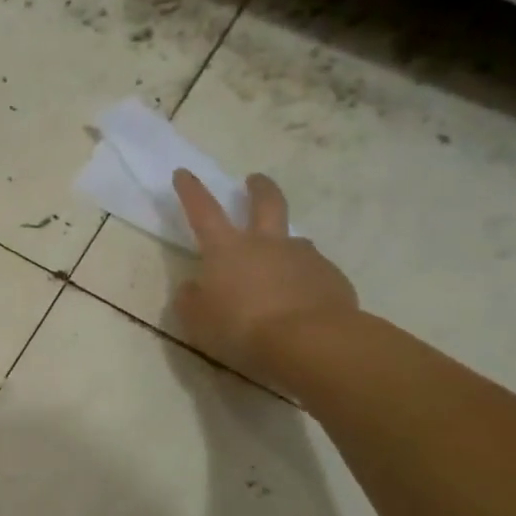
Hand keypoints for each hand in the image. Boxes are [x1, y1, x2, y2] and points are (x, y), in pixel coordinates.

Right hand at [171, 170, 358, 394]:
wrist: (311, 342)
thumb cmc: (242, 328)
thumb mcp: (197, 320)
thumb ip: (191, 299)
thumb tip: (194, 287)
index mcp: (226, 250)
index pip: (203, 211)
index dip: (191, 191)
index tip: (183, 173)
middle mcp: (266, 244)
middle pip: (265, 203)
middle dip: (258, 189)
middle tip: (255, 180)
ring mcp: (303, 258)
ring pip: (294, 241)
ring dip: (285, 245)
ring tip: (280, 267)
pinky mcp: (332, 278)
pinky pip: (313, 273)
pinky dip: (304, 281)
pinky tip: (302, 303)